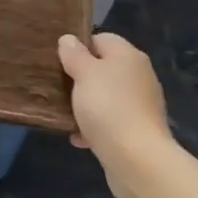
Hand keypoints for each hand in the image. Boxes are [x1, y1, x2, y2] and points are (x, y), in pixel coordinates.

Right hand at [58, 32, 175, 197]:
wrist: (137, 159)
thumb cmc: (108, 107)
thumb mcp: (84, 74)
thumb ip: (75, 55)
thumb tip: (69, 39)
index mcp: (128, 56)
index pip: (101, 38)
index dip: (79, 46)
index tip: (58, 60)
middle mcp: (139, 75)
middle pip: (104, 68)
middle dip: (80, 78)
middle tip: (56, 87)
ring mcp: (140, 104)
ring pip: (106, 96)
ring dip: (85, 104)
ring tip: (64, 113)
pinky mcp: (138, 130)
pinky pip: (111, 121)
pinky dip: (94, 127)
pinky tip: (78, 138)